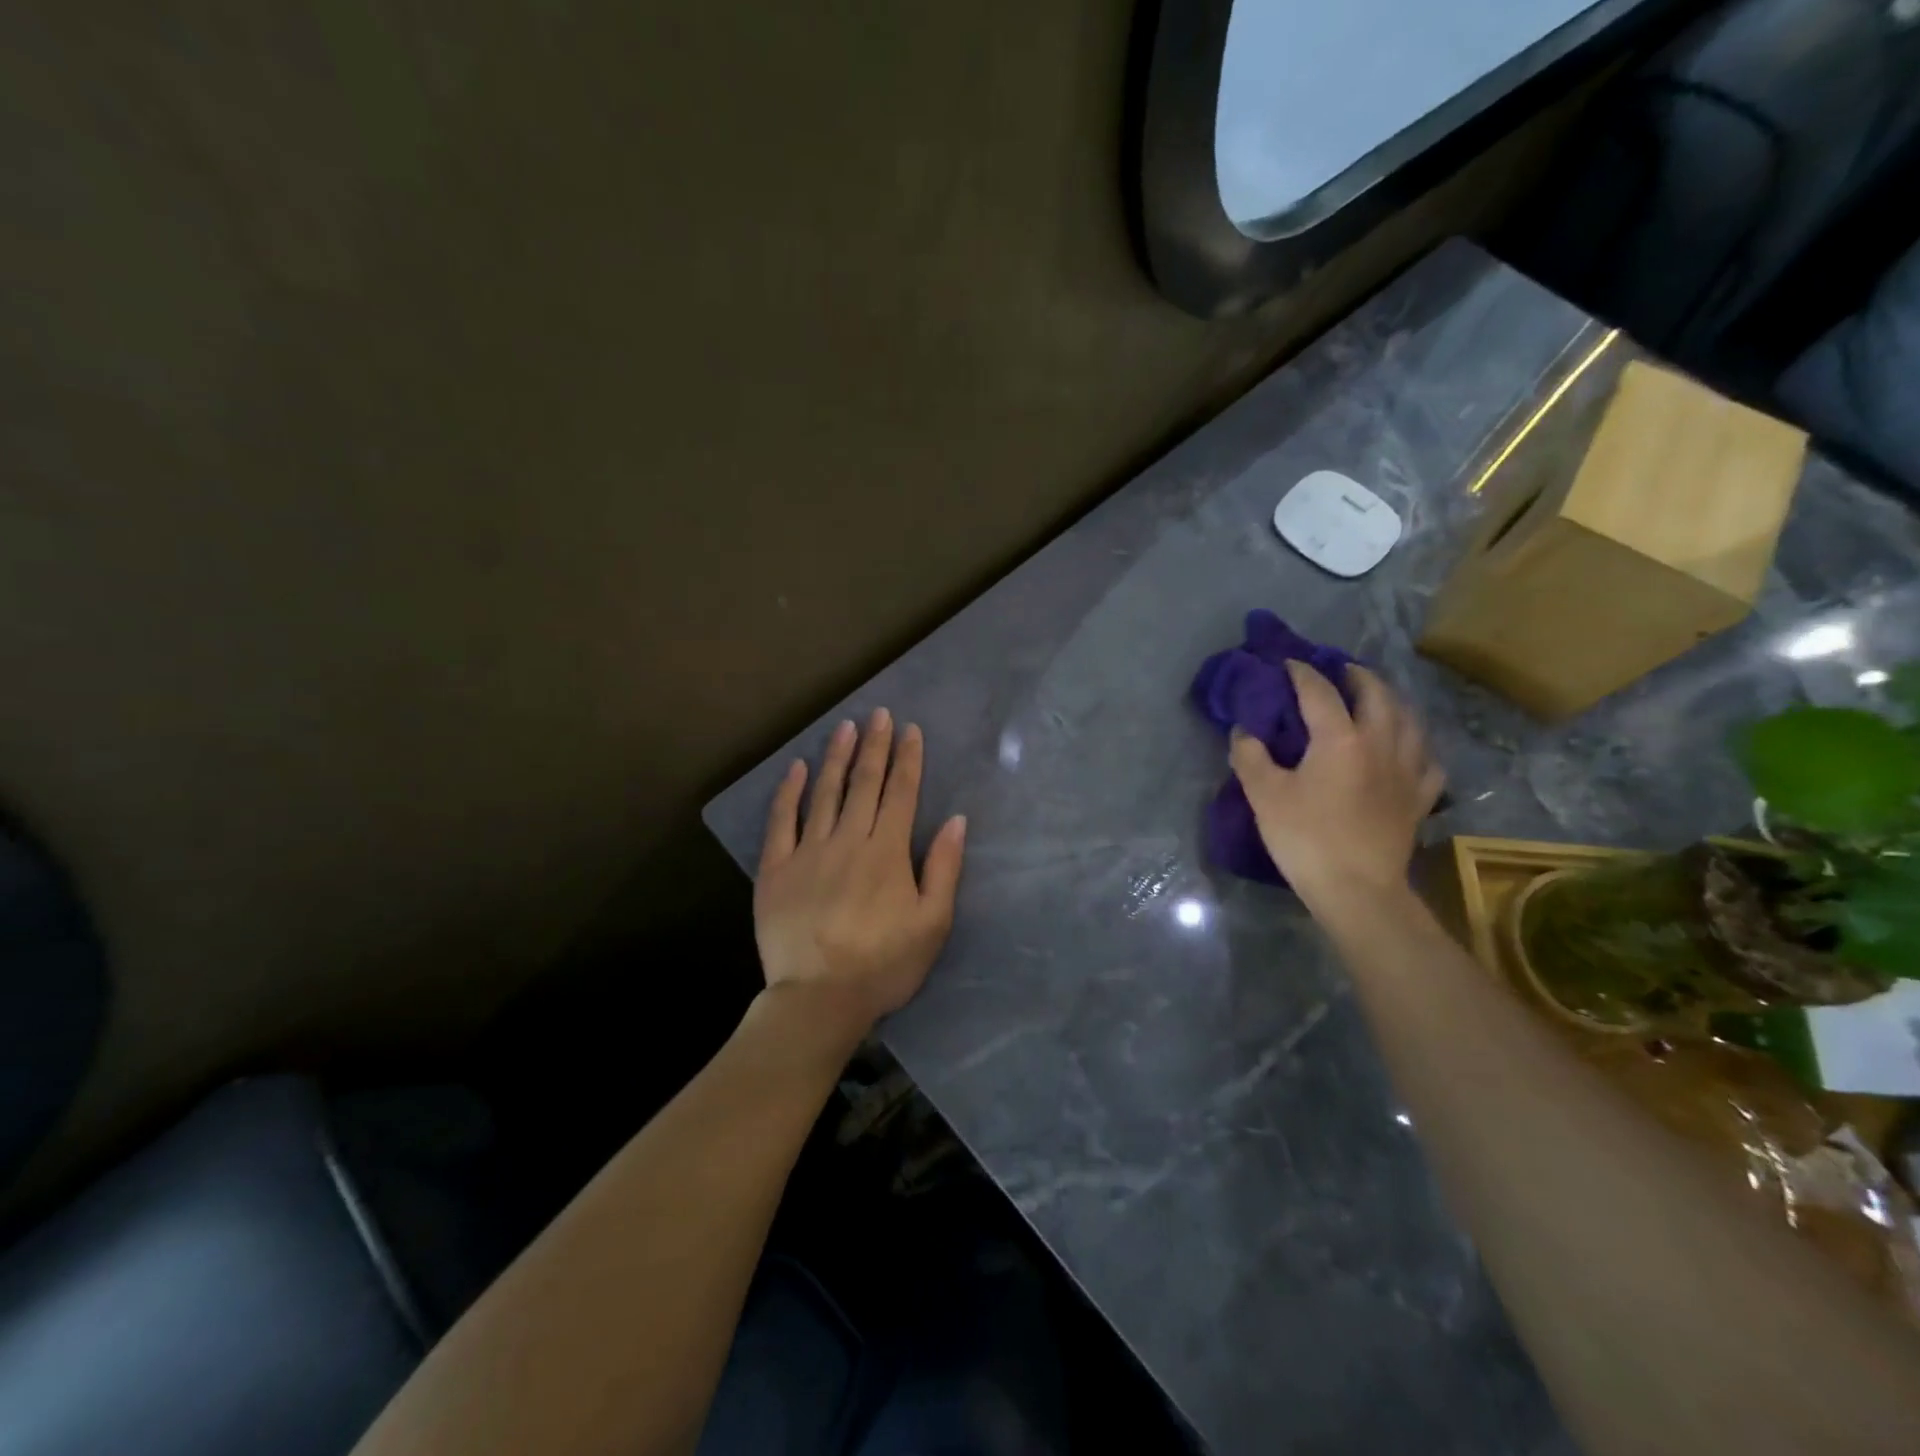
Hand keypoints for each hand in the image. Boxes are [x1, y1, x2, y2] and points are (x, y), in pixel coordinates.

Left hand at [754, 708, 966, 1037]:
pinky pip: (781, 821)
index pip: (901, 793)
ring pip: (824, 793)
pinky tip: (796, 768)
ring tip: (844, 727)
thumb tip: (957, 820)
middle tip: (878, 713)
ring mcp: (808, 851)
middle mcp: (848, 840)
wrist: (819, 999)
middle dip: (874, 746)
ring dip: (836, 757)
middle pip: (864, 784)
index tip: (910, 730)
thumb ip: (944, 868)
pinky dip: (789, 792)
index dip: (908, 759)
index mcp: (887, 852)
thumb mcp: (932, 923)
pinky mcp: (776, 869)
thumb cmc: (884, 965)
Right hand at [1230, 662, 1443, 907]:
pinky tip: (1409, 749)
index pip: (1320, 692)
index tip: (1287, 663)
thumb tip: (1244, 731)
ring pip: (1409, 720)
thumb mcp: (1264, 796)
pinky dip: (1417, 745)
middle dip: (1358, 676)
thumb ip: (1250, 756)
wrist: (1357, 890)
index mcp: (1340, 739)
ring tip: (1378, 699)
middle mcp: (1380, 743)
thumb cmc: (1306, 839)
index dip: (1302, 673)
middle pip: (1377, 695)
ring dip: (1392, 701)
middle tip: (1341, 671)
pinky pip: (1427, 760)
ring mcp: (1407, 770)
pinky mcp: (1419, 797)